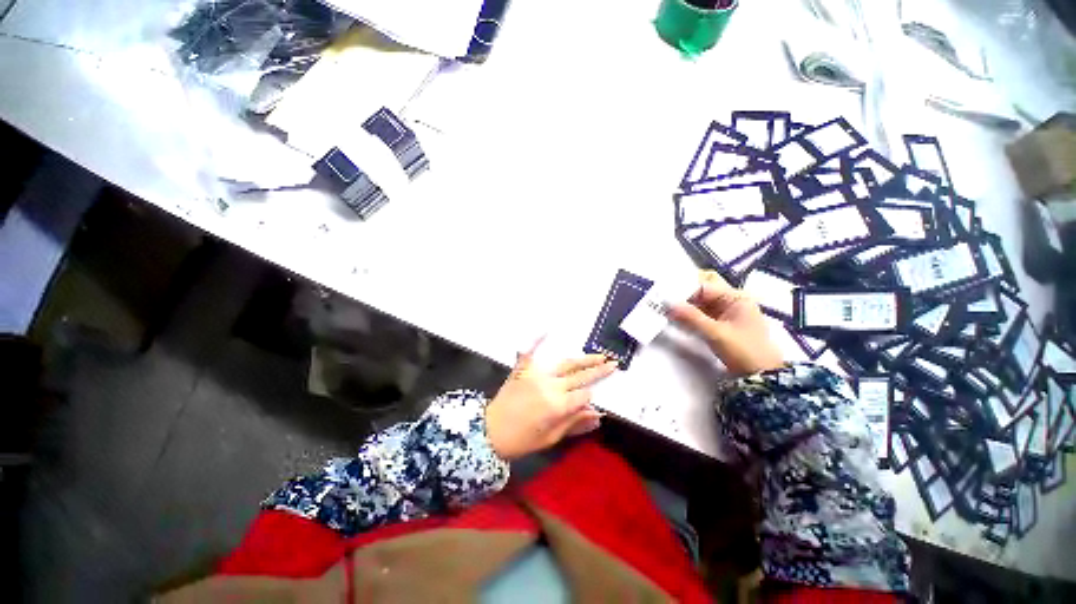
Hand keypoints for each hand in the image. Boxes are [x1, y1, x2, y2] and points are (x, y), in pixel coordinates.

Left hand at [485, 339, 616, 460]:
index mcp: (558, 406)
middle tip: (613, 363)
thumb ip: (575, 424)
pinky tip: (546, 330)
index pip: (584, 395)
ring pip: (565, 364)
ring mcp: (536, 374)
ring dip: (583, 359)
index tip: (593, 398)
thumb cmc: (522, 440)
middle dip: (598, 370)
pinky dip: (537, 340)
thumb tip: (598, 414)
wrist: (489, 432)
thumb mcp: (551, 438)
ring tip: (598, 355)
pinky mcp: (523, 369)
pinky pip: (531, 352)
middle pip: (580, 376)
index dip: (590, 397)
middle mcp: (550, 385)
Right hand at [668, 270, 783, 375]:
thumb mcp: (716, 333)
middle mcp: (730, 302)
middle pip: (701, 294)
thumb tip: (667, 303)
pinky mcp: (720, 326)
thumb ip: (691, 317)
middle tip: (662, 302)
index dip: (684, 291)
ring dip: (684, 308)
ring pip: (699, 306)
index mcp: (735, 298)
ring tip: (664, 310)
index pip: (704, 287)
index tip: (665, 297)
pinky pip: (701, 316)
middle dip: (683, 298)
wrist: (761, 376)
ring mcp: (725, 314)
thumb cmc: (743, 350)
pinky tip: (674, 320)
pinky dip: (689, 318)